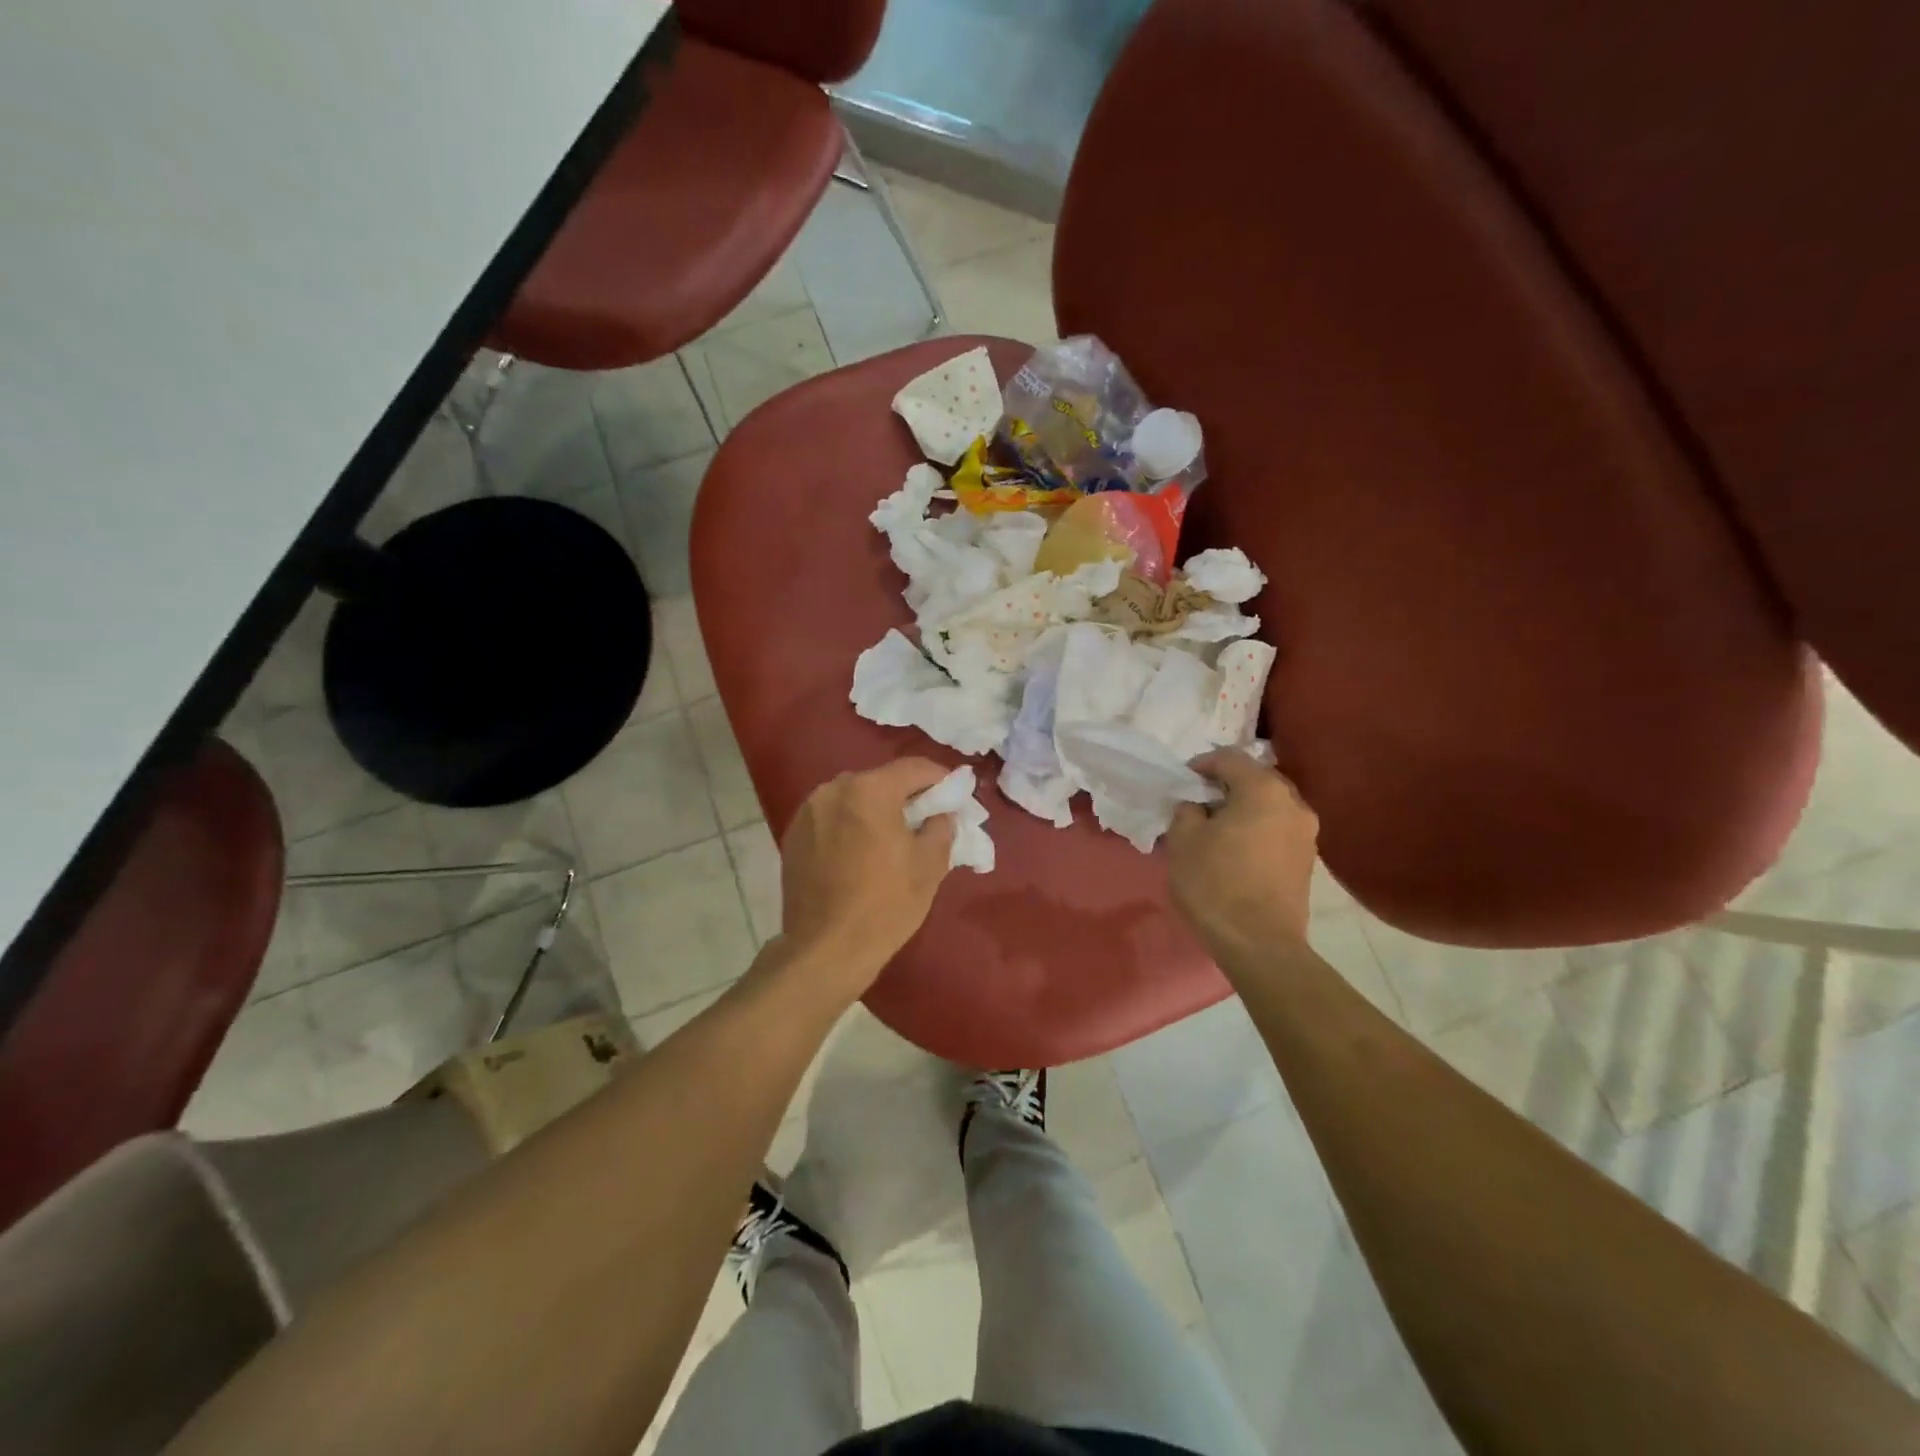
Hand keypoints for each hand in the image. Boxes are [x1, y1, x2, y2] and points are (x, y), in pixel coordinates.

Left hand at [774, 758, 957, 1000]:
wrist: (825, 949)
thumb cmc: (885, 905)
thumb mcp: (929, 866)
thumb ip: (941, 827)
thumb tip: (941, 813)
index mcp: (870, 790)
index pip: (914, 768)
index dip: (940, 779)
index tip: (955, 796)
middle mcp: (833, 789)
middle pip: (881, 780)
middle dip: (906, 795)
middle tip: (926, 819)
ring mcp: (808, 811)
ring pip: (854, 798)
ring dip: (875, 809)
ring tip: (891, 838)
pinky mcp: (793, 835)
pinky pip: (832, 818)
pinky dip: (850, 825)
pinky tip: (860, 853)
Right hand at [1166, 749, 1319, 960]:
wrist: (1260, 943)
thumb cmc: (1215, 884)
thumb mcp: (1183, 840)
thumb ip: (1187, 811)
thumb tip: (1198, 807)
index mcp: (1263, 790)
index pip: (1230, 758)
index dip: (1202, 764)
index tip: (1182, 782)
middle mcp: (1293, 803)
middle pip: (1255, 778)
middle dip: (1226, 785)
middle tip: (1199, 802)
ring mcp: (1306, 833)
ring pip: (1269, 805)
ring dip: (1243, 808)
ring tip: (1217, 828)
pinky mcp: (1307, 860)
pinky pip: (1277, 829)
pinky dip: (1257, 829)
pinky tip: (1236, 849)